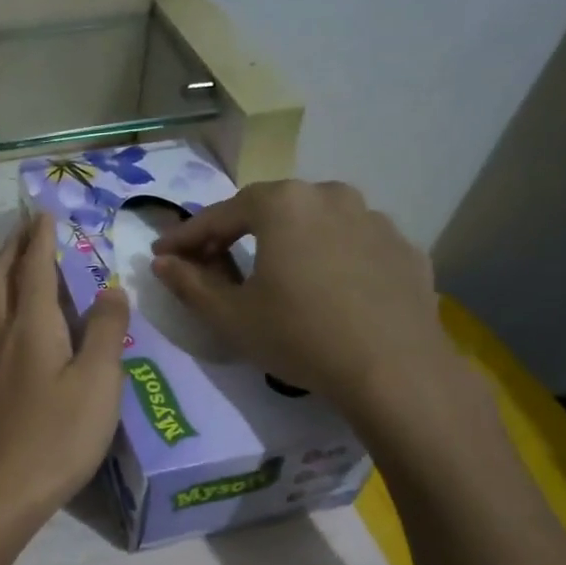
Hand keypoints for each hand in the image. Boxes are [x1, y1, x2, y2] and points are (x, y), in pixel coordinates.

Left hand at [0, 213, 130, 529]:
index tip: (44, 211)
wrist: (2, 491)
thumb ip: (104, 331)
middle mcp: (6, 335)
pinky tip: (27, 321)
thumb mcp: (97, 381)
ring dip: (7, 272)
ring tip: (25, 262)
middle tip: (28, 227)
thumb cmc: (56, 435)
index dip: (41, 238)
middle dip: (14, 247)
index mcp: (32, 326)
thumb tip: (109, 287)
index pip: (35, 268)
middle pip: (1, 278)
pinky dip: (10, 303)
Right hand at [150, 180, 464, 429]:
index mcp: (283, 204)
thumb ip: (188, 283)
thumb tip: (161, 262)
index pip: (219, 215)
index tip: (162, 254)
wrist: (394, 369)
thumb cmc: (298, 335)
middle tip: (213, 261)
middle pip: (269, 210)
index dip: (185, 236)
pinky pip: (353, 246)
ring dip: (287, 242)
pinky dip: (330, 259)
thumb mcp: (229, 315)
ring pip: (315, 223)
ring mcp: (374, 219)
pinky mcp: (404, 248)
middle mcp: (330, 195)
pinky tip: (326, 291)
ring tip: (275, 274)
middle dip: (235, 232)